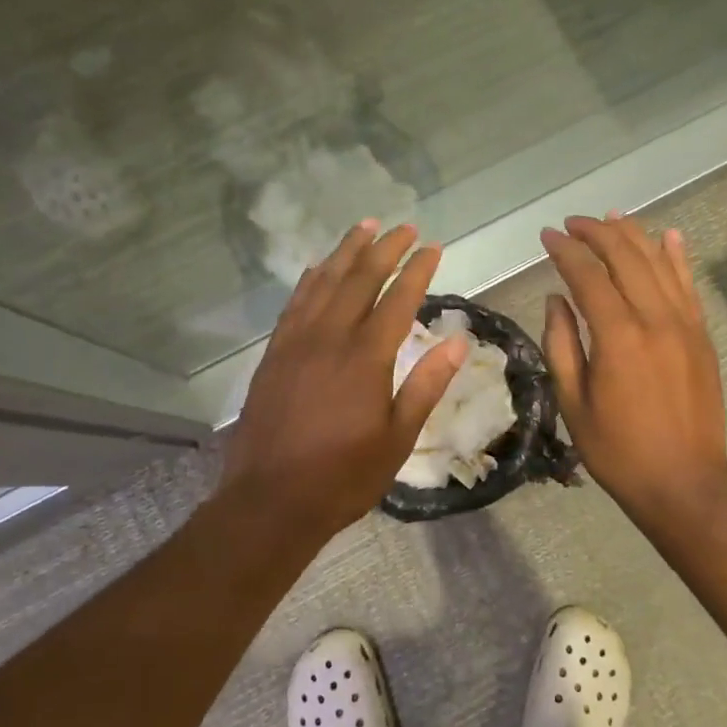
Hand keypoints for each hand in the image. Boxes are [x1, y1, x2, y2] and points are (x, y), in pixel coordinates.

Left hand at [219, 221, 466, 543]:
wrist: (270, 500)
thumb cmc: (344, 476)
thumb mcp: (397, 438)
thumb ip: (426, 385)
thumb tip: (457, 341)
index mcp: (365, 358)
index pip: (398, 299)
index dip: (417, 270)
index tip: (433, 247)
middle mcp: (329, 338)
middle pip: (359, 279)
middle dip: (384, 249)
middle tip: (404, 227)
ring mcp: (296, 343)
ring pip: (322, 282)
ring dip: (345, 252)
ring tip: (364, 227)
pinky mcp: (274, 355)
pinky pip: (294, 303)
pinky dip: (310, 279)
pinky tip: (317, 268)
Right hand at [539, 216, 726, 524]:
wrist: (684, 481)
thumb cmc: (617, 449)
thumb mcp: (573, 402)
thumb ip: (561, 344)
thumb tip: (556, 299)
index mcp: (617, 336)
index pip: (588, 275)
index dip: (566, 250)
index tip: (547, 235)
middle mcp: (654, 318)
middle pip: (626, 257)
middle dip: (597, 233)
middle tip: (573, 223)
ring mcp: (685, 324)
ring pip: (659, 263)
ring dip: (634, 235)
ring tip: (611, 217)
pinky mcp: (701, 336)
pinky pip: (688, 285)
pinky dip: (677, 257)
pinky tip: (668, 236)